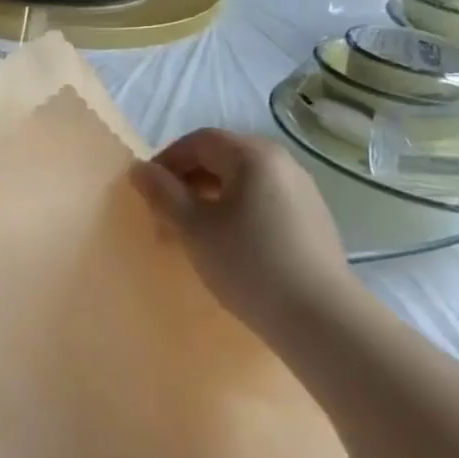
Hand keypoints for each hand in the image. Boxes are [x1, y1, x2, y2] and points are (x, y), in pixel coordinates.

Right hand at [135, 128, 361, 337]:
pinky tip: (230, 245)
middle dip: (187, 181)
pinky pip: (263, 200)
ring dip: (210, 197)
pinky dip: (236, 211)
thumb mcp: (193, 228)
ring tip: (194, 233)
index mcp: (253, 155)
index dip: (166, 161)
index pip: (198, 141)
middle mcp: (282, 162)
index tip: (146, 193)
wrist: (319, 316)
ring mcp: (302, 189)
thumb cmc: (247, 263)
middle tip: (166, 215)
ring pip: (242, 181)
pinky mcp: (312, 218)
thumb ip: (162, 193)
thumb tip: (139, 169)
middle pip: (222, 157)